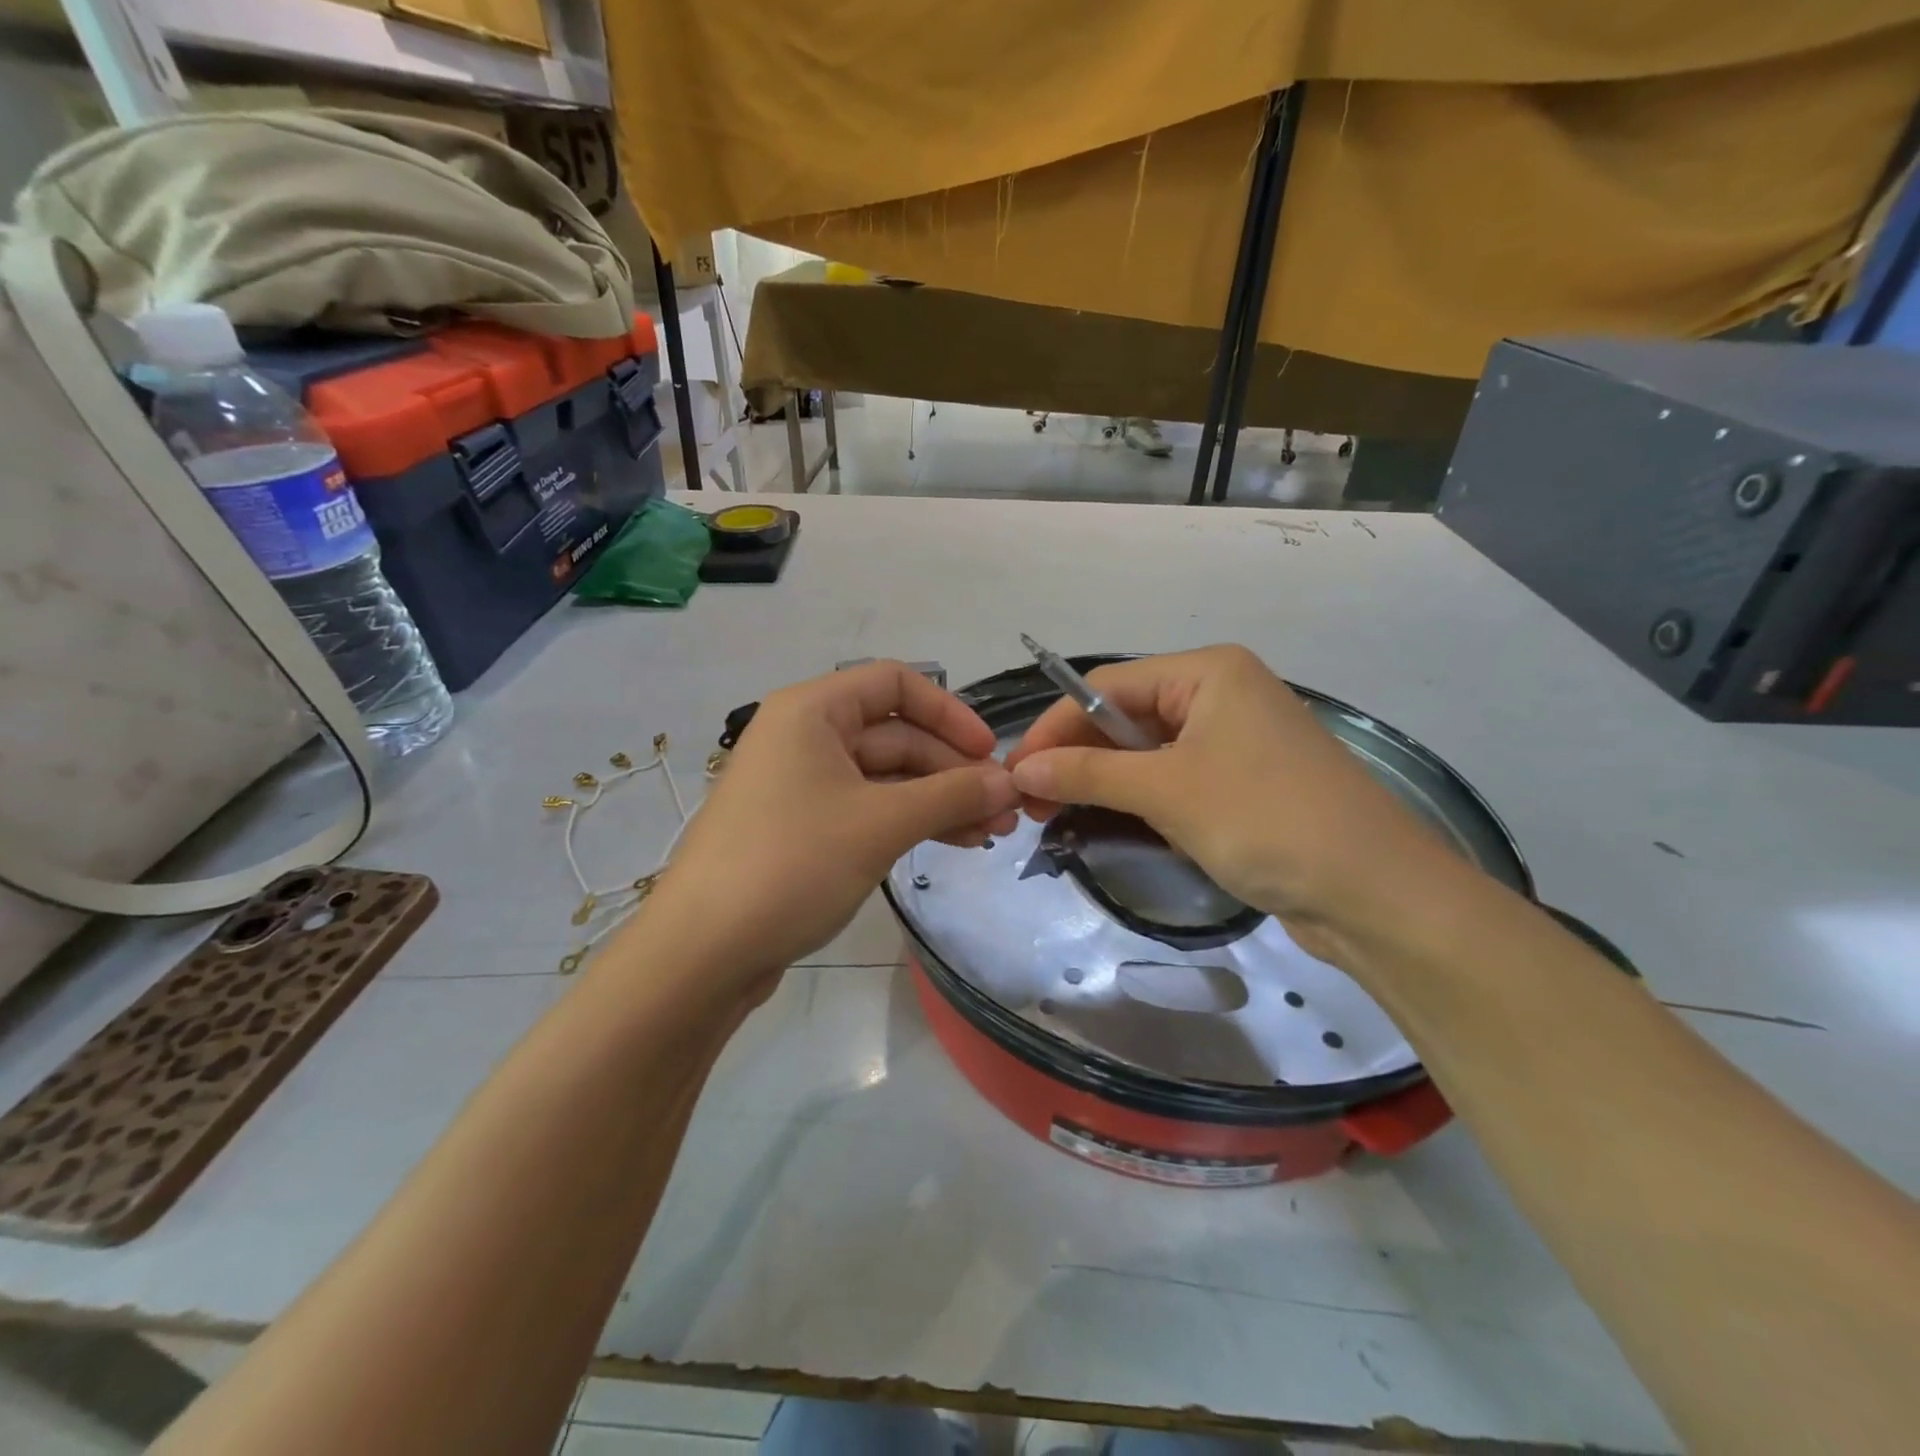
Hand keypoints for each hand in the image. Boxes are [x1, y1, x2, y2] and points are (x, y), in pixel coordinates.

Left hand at [634, 661, 1019, 993]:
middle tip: (1003, 810)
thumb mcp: (881, 823)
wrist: (702, 952)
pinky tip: (949, 844)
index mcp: (812, 710)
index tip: (988, 754)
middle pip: (895, 735)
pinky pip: (867, 809)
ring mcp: (801, 785)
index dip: (949, 712)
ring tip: (990, 834)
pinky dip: (908, 822)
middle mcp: (805, 736)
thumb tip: (1010, 782)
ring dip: (938, 800)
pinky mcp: (802, 829)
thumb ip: (951, 795)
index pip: (895, 684)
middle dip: (952, 770)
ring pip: (885, 777)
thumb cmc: (792, 864)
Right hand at [1005, 646, 1456, 964]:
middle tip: (1029, 803)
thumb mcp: (1168, 791)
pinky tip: (1105, 822)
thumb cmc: (1266, 820)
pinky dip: (1137, 799)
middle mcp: (1221, 695)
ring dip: (1102, 781)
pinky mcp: (1242, 783)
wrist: (1376, 893)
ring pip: (1146, 752)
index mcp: (1207, 672)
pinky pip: (1173, 779)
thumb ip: (1089, 773)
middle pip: (1125, 717)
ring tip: (1054, 817)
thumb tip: (1022, 770)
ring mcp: (1234, 741)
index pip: (1107, 687)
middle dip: (1075, 757)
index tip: (1014, 772)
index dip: (1055, 726)